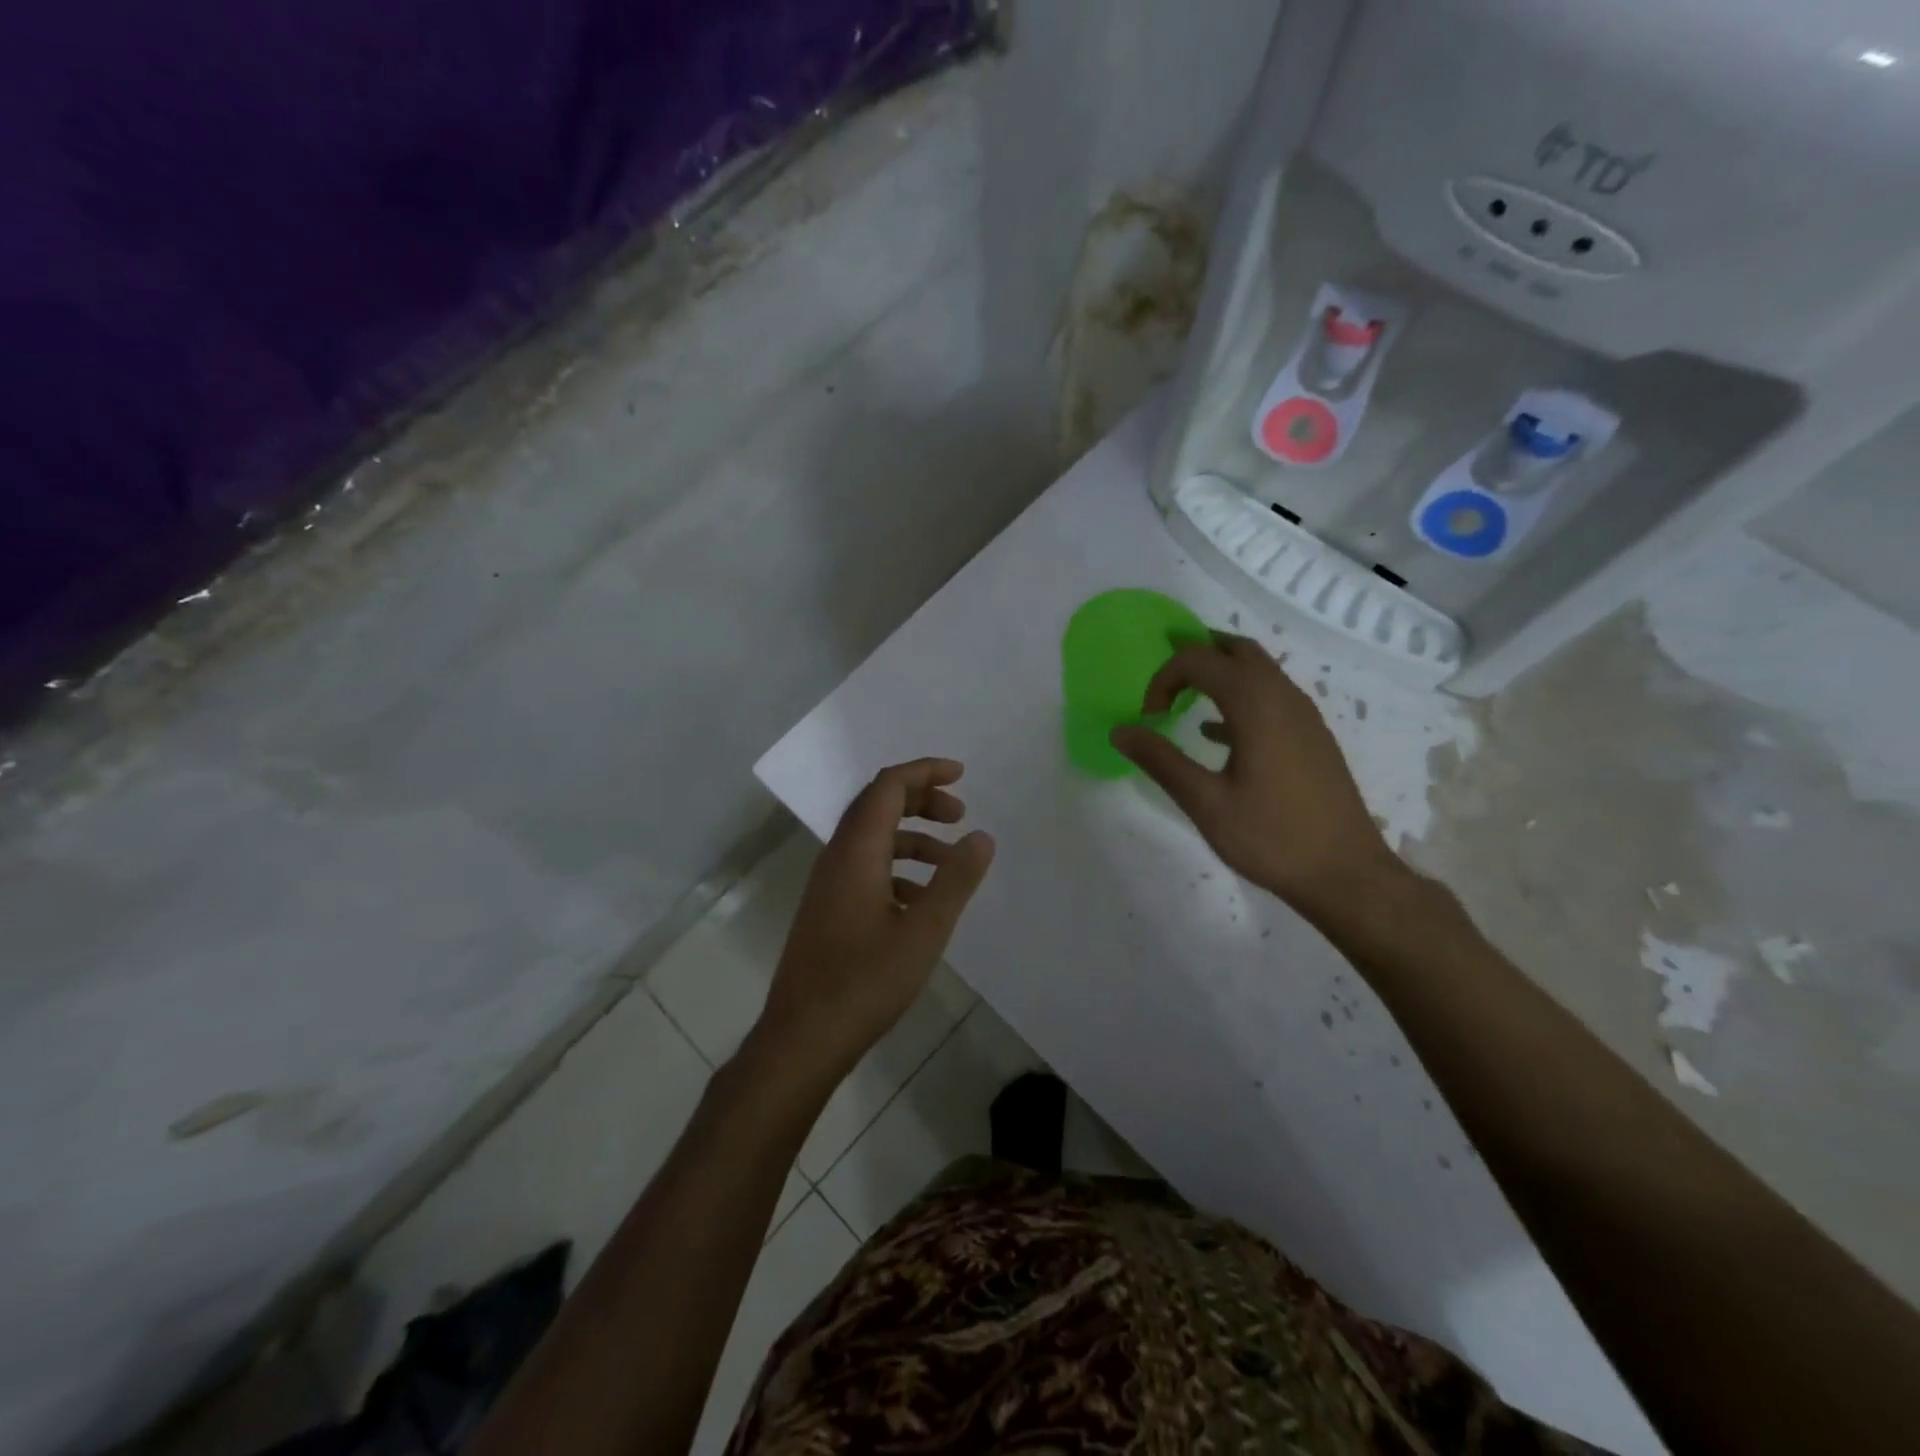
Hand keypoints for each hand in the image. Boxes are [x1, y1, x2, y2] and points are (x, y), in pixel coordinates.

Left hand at [755, 759, 994, 1081]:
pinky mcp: (828, 909)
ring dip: (912, 837)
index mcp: (856, 851)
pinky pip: (865, 868)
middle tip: (960, 814)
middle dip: (921, 800)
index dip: (924, 772)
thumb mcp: (924, 930)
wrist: (803, 1036)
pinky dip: (898, 867)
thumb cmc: (866, 980)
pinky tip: (921, 898)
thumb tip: (982, 836)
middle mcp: (837, 857)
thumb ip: (956, 879)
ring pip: (873, 839)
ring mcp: (828, 884)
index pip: (888, 786)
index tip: (961, 774)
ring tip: (950, 859)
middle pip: (878, 805)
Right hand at [1110, 634, 1402, 918]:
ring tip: (1184, 697)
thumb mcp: (1205, 802)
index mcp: (1256, 704)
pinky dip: (1240, 698)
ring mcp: (1304, 716)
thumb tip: (1120, 730)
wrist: (1346, 874)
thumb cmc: (1271, 837)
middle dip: (1196, 653)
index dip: (1164, 678)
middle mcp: (1284, 697)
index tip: (1149, 717)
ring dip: (1220, 673)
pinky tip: (1217, 734)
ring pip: (1259, 671)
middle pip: (1237, 650)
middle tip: (1163, 675)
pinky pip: (1271, 697)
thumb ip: (1161, 760)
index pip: (1200, 660)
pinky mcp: (1312, 737)